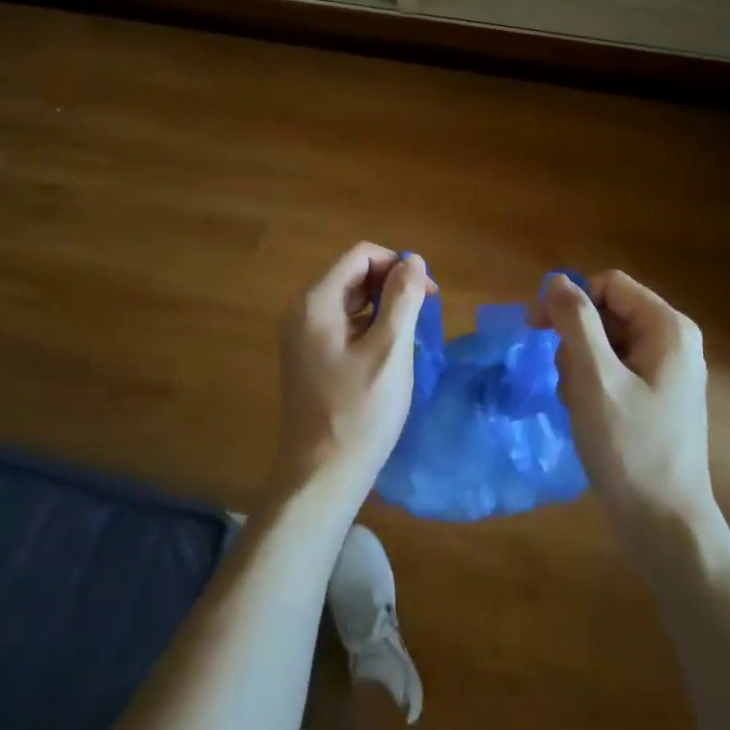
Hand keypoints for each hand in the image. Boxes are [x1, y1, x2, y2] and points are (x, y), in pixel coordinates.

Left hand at [270, 244, 433, 522]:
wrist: (320, 475)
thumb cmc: (359, 412)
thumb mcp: (390, 351)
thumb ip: (402, 299)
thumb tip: (413, 260)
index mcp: (315, 302)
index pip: (360, 255)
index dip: (398, 264)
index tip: (428, 294)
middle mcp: (301, 311)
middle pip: (352, 275)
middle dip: (391, 284)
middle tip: (425, 313)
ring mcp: (300, 336)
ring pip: (348, 300)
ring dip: (382, 306)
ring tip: (411, 333)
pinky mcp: (307, 357)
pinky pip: (341, 325)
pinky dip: (368, 326)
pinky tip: (388, 353)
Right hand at [534, 270, 715, 544]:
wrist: (663, 523)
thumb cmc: (629, 447)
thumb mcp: (594, 378)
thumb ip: (575, 322)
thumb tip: (556, 279)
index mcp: (667, 328)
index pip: (607, 285)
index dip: (569, 300)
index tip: (536, 328)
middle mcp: (672, 341)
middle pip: (606, 313)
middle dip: (575, 341)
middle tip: (566, 381)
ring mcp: (666, 371)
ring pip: (604, 343)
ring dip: (579, 367)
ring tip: (580, 405)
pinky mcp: (655, 396)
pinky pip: (612, 370)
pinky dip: (591, 385)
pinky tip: (588, 415)